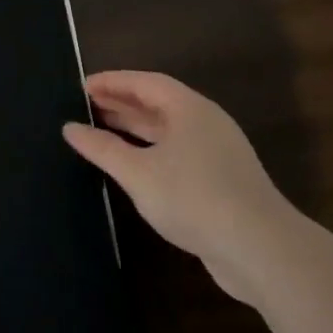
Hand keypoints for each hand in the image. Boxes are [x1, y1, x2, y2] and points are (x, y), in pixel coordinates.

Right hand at [63, 70, 293, 303]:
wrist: (262, 250)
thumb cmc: (194, 198)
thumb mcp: (138, 173)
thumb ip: (102, 148)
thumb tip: (70, 128)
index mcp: (189, 109)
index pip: (145, 82)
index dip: (113, 81)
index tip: (82, 86)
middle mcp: (206, 123)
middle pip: (158, 103)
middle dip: (122, 103)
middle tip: (86, 106)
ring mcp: (217, 153)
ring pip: (169, 130)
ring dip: (135, 128)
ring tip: (102, 130)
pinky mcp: (222, 181)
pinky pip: (178, 152)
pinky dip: (151, 151)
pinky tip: (133, 166)